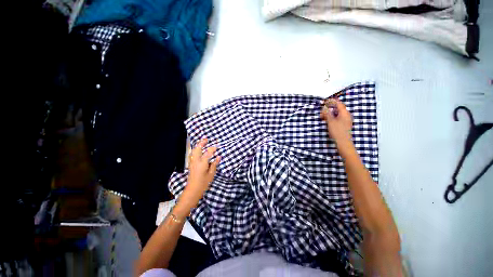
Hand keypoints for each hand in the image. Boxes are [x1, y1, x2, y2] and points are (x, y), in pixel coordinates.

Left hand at [180, 138, 219, 207]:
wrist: (192, 190)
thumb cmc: (203, 183)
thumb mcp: (211, 174)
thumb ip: (214, 164)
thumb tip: (218, 157)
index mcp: (202, 163)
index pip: (208, 152)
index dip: (213, 148)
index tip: (217, 146)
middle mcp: (196, 161)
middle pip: (197, 149)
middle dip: (201, 143)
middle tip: (206, 139)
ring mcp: (192, 163)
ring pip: (193, 151)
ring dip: (198, 146)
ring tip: (202, 143)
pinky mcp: (191, 165)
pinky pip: (192, 154)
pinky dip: (195, 150)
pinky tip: (198, 150)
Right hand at [320, 98, 352, 144]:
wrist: (343, 142)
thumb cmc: (337, 131)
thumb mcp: (330, 121)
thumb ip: (327, 114)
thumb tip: (324, 108)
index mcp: (344, 113)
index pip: (339, 104)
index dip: (332, 101)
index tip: (325, 101)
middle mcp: (347, 115)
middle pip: (338, 109)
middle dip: (329, 109)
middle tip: (322, 112)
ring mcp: (346, 120)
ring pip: (337, 114)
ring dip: (330, 114)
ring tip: (323, 117)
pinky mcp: (344, 125)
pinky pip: (338, 118)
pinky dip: (332, 118)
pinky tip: (327, 121)